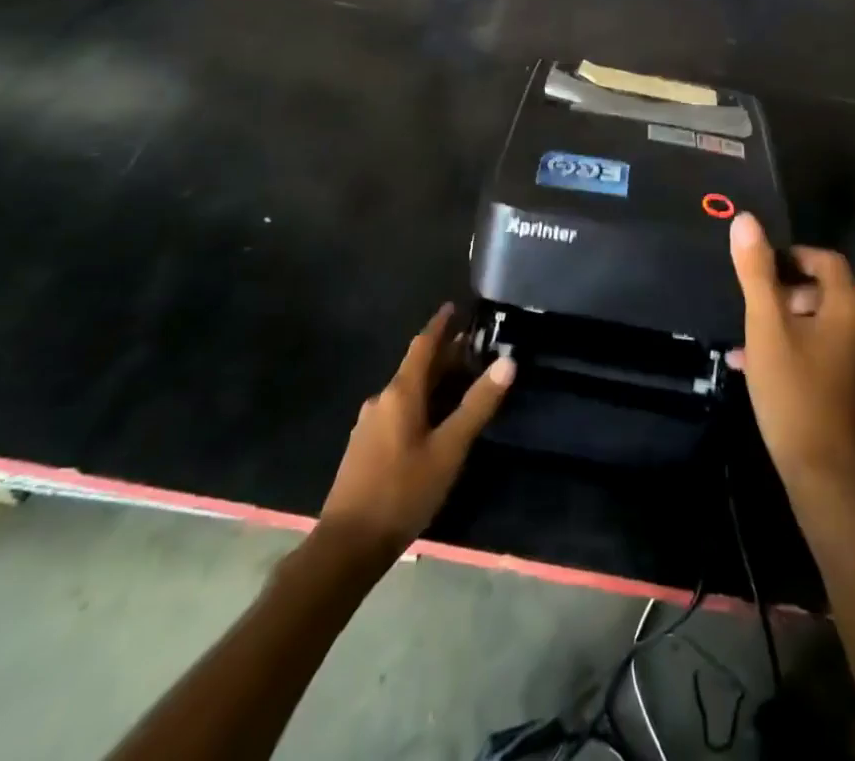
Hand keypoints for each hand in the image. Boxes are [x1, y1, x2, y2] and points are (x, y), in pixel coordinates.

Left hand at [318, 304, 513, 557]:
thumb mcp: (449, 449)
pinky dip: (420, 402)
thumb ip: (477, 405)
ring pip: (407, 391)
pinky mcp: (364, 448)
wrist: (347, 546)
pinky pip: (397, 411)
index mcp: (400, 392)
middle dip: (443, 355)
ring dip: (432, 381)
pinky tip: (432, 420)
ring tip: (458, 382)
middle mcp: (381, 400)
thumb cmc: (403, 491)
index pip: (423, 345)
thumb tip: (507, 362)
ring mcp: (369, 425)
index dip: (440, 325)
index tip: (454, 307)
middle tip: (472, 347)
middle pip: (416, 367)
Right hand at [728, 213, 854, 490]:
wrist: (823, 473)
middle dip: (782, 291)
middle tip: (751, 304)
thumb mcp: (765, 325)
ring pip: (817, 322)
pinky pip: (820, 349)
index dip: (791, 255)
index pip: (825, 259)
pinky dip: (791, 347)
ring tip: (745, 337)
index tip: (759, 266)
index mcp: (849, 306)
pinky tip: (753, 365)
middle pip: (822, 289)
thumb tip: (745, 219)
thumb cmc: (793, 391)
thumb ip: (755, 271)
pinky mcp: (851, 385)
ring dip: (782, 321)